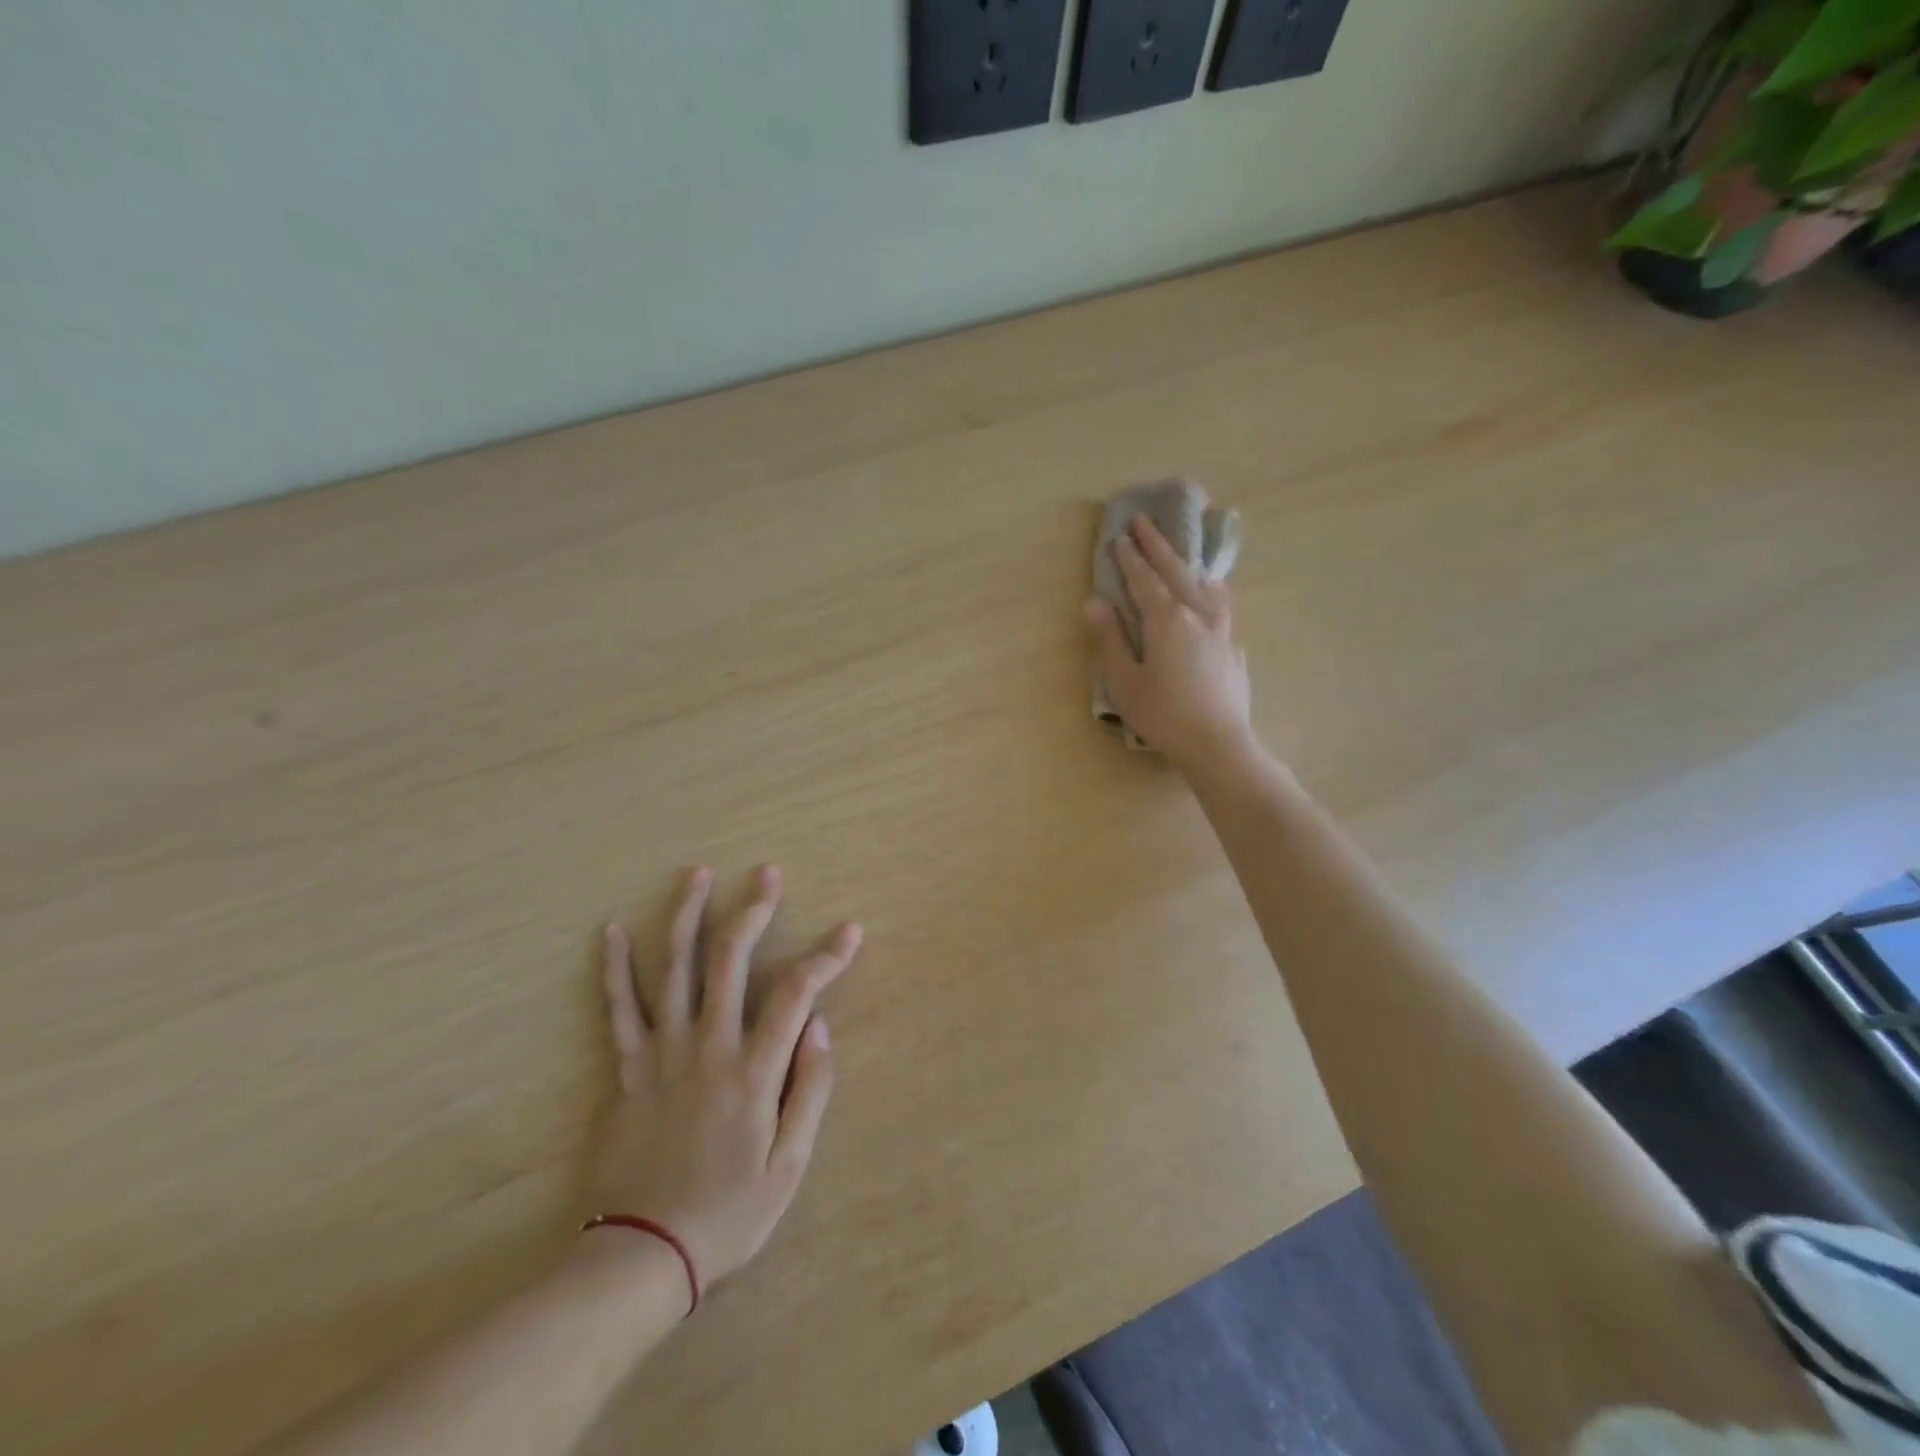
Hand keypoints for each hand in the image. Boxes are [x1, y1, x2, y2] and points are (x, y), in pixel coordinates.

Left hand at [587, 865, 858, 1303]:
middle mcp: (706, 1047)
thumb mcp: (788, 1167)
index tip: (849, 932)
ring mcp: (660, 1053)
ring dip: (686, 915)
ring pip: (673, 969)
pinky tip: (614, 930)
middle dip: (754, 910)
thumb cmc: (727, 1214)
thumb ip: (809, 1091)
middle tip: (767, 873)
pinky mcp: (626, 1068)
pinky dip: (615, 967)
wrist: (640, 1257)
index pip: (795, 994)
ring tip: (697, 873)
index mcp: (751, 1071)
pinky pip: (618, 1008)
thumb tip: (818, 1026)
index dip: (826, 957)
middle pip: (729, 960)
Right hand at [1086, 515, 1254, 769]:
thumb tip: (1095, 602)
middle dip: (1158, 545)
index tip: (1121, 535)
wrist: (1218, 744)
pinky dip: (1211, 592)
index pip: (1144, 579)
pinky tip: (1212, 598)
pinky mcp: (1234, 649)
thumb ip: (1109, 639)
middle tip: (1144, 521)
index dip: (1130, 557)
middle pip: (1176, 571)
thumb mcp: (1124, 680)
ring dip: (1189, 564)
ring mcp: (1222, 631)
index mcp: (1167, 619)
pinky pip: (1222, 607)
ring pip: (1206, 585)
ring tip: (1183, 554)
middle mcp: (1198, 615)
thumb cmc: (1163, 715)